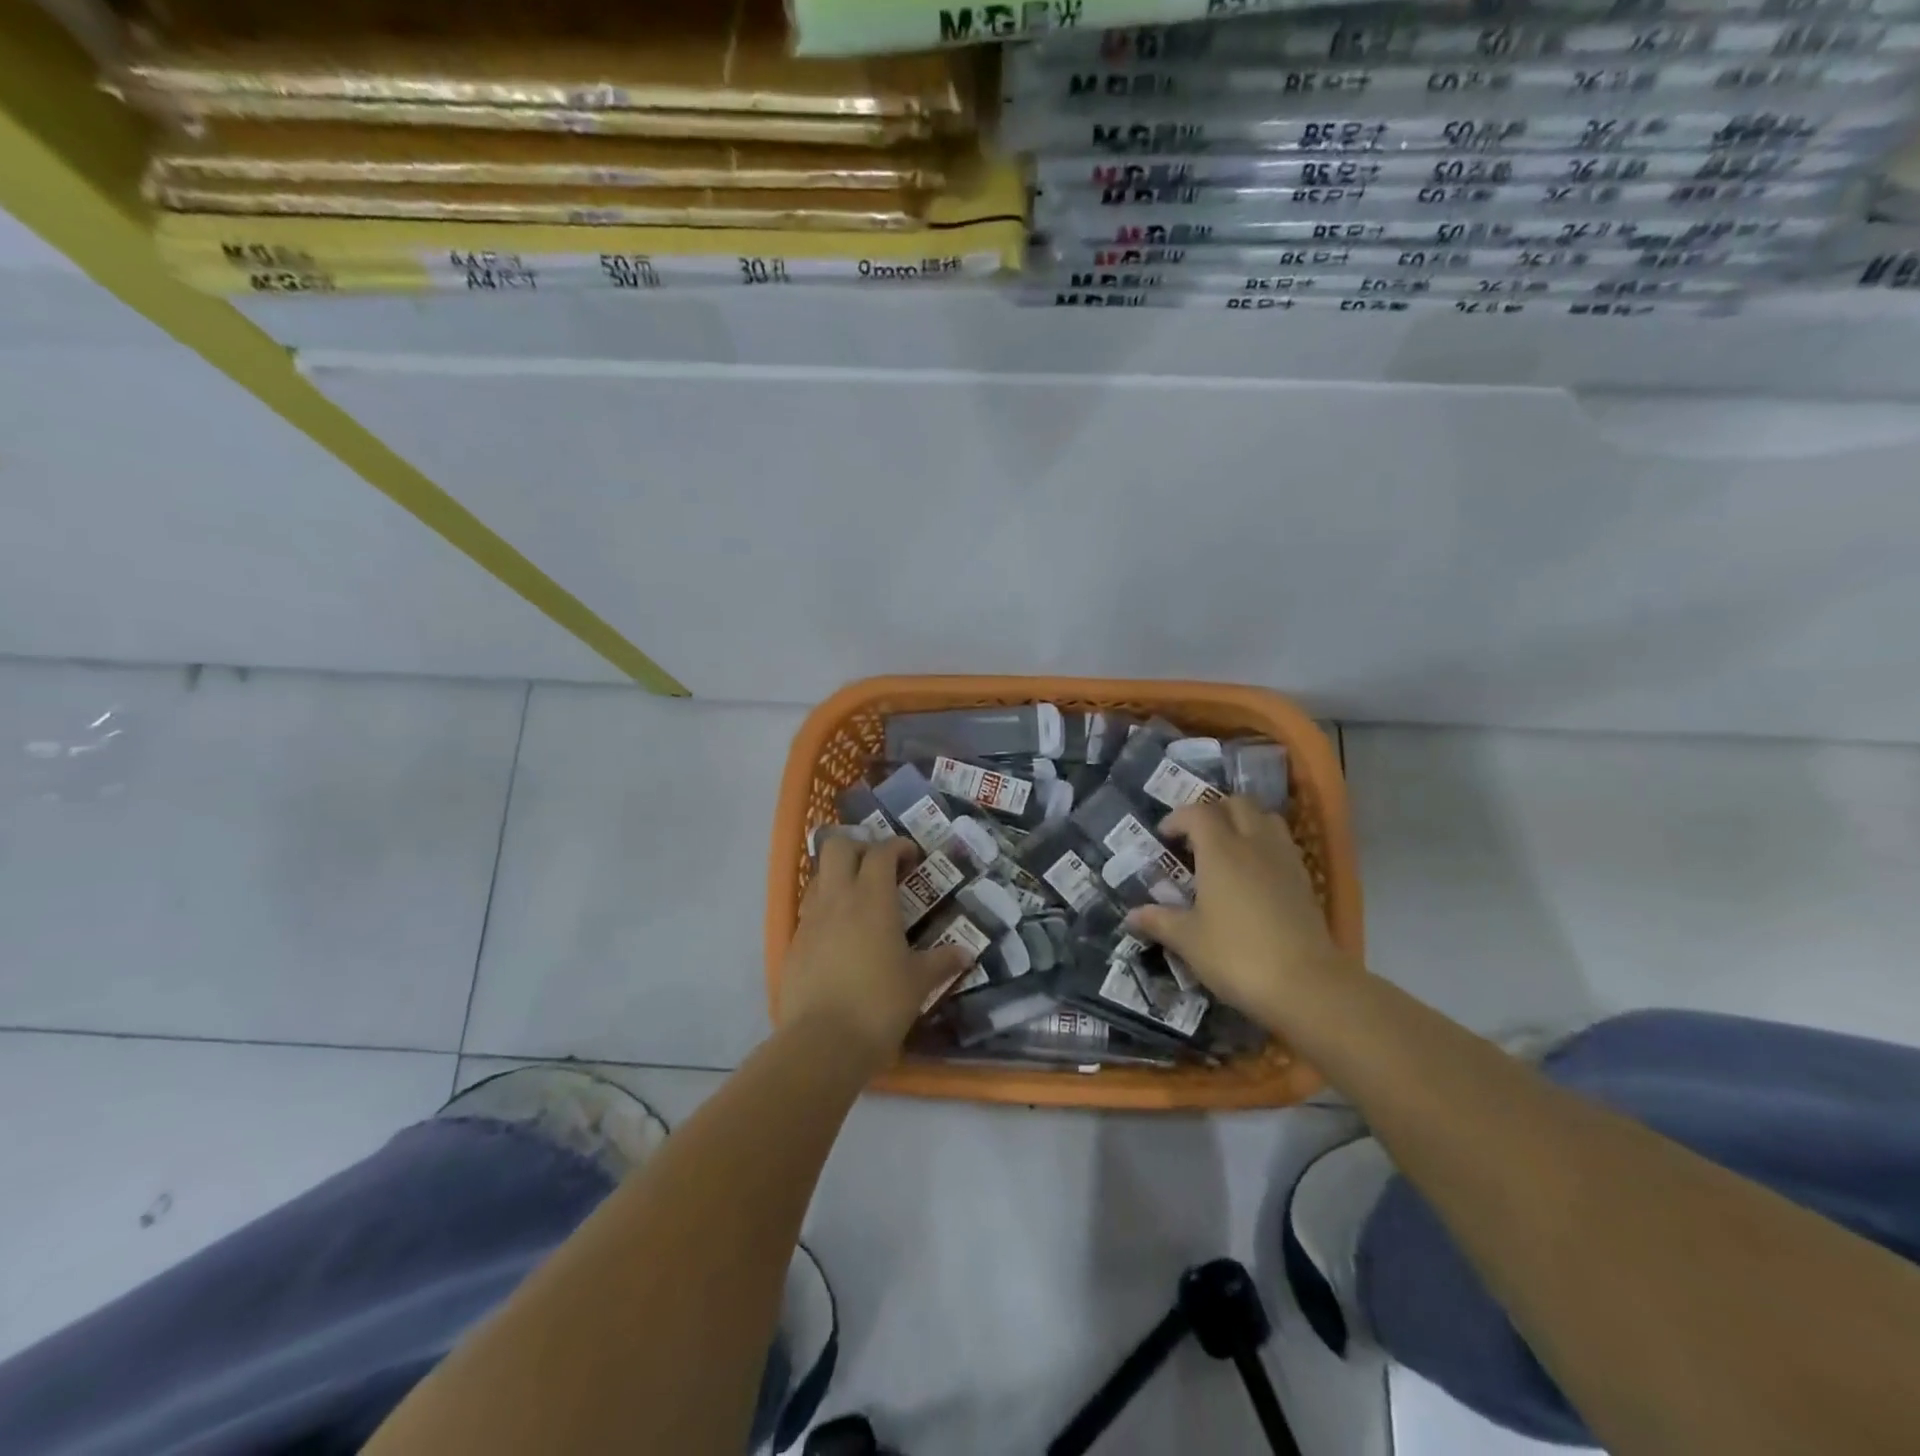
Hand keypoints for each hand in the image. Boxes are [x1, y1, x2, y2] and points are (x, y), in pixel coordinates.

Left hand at [777, 837, 971, 1070]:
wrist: (822, 1043)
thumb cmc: (879, 1004)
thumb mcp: (918, 983)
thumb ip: (942, 962)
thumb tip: (965, 953)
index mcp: (872, 899)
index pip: (882, 852)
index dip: (898, 846)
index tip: (912, 857)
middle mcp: (837, 899)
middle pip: (838, 846)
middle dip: (860, 847)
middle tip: (880, 868)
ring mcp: (810, 919)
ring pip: (820, 876)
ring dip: (839, 875)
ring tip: (860, 899)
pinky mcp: (794, 943)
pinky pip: (810, 910)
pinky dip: (826, 909)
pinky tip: (841, 935)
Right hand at [1127, 797, 1350, 1029]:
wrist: (1307, 986)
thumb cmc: (1237, 956)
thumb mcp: (1189, 941)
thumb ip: (1160, 921)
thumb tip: (1132, 915)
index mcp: (1220, 851)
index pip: (1197, 813)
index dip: (1177, 818)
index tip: (1164, 836)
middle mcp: (1254, 844)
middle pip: (1237, 804)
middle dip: (1214, 811)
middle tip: (1196, 836)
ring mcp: (1285, 860)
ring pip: (1266, 818)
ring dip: (1245, 822)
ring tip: (1228, 847)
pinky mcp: (1305, 880)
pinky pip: (1283, 844)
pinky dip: (1265, 845)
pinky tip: (1254, 874)